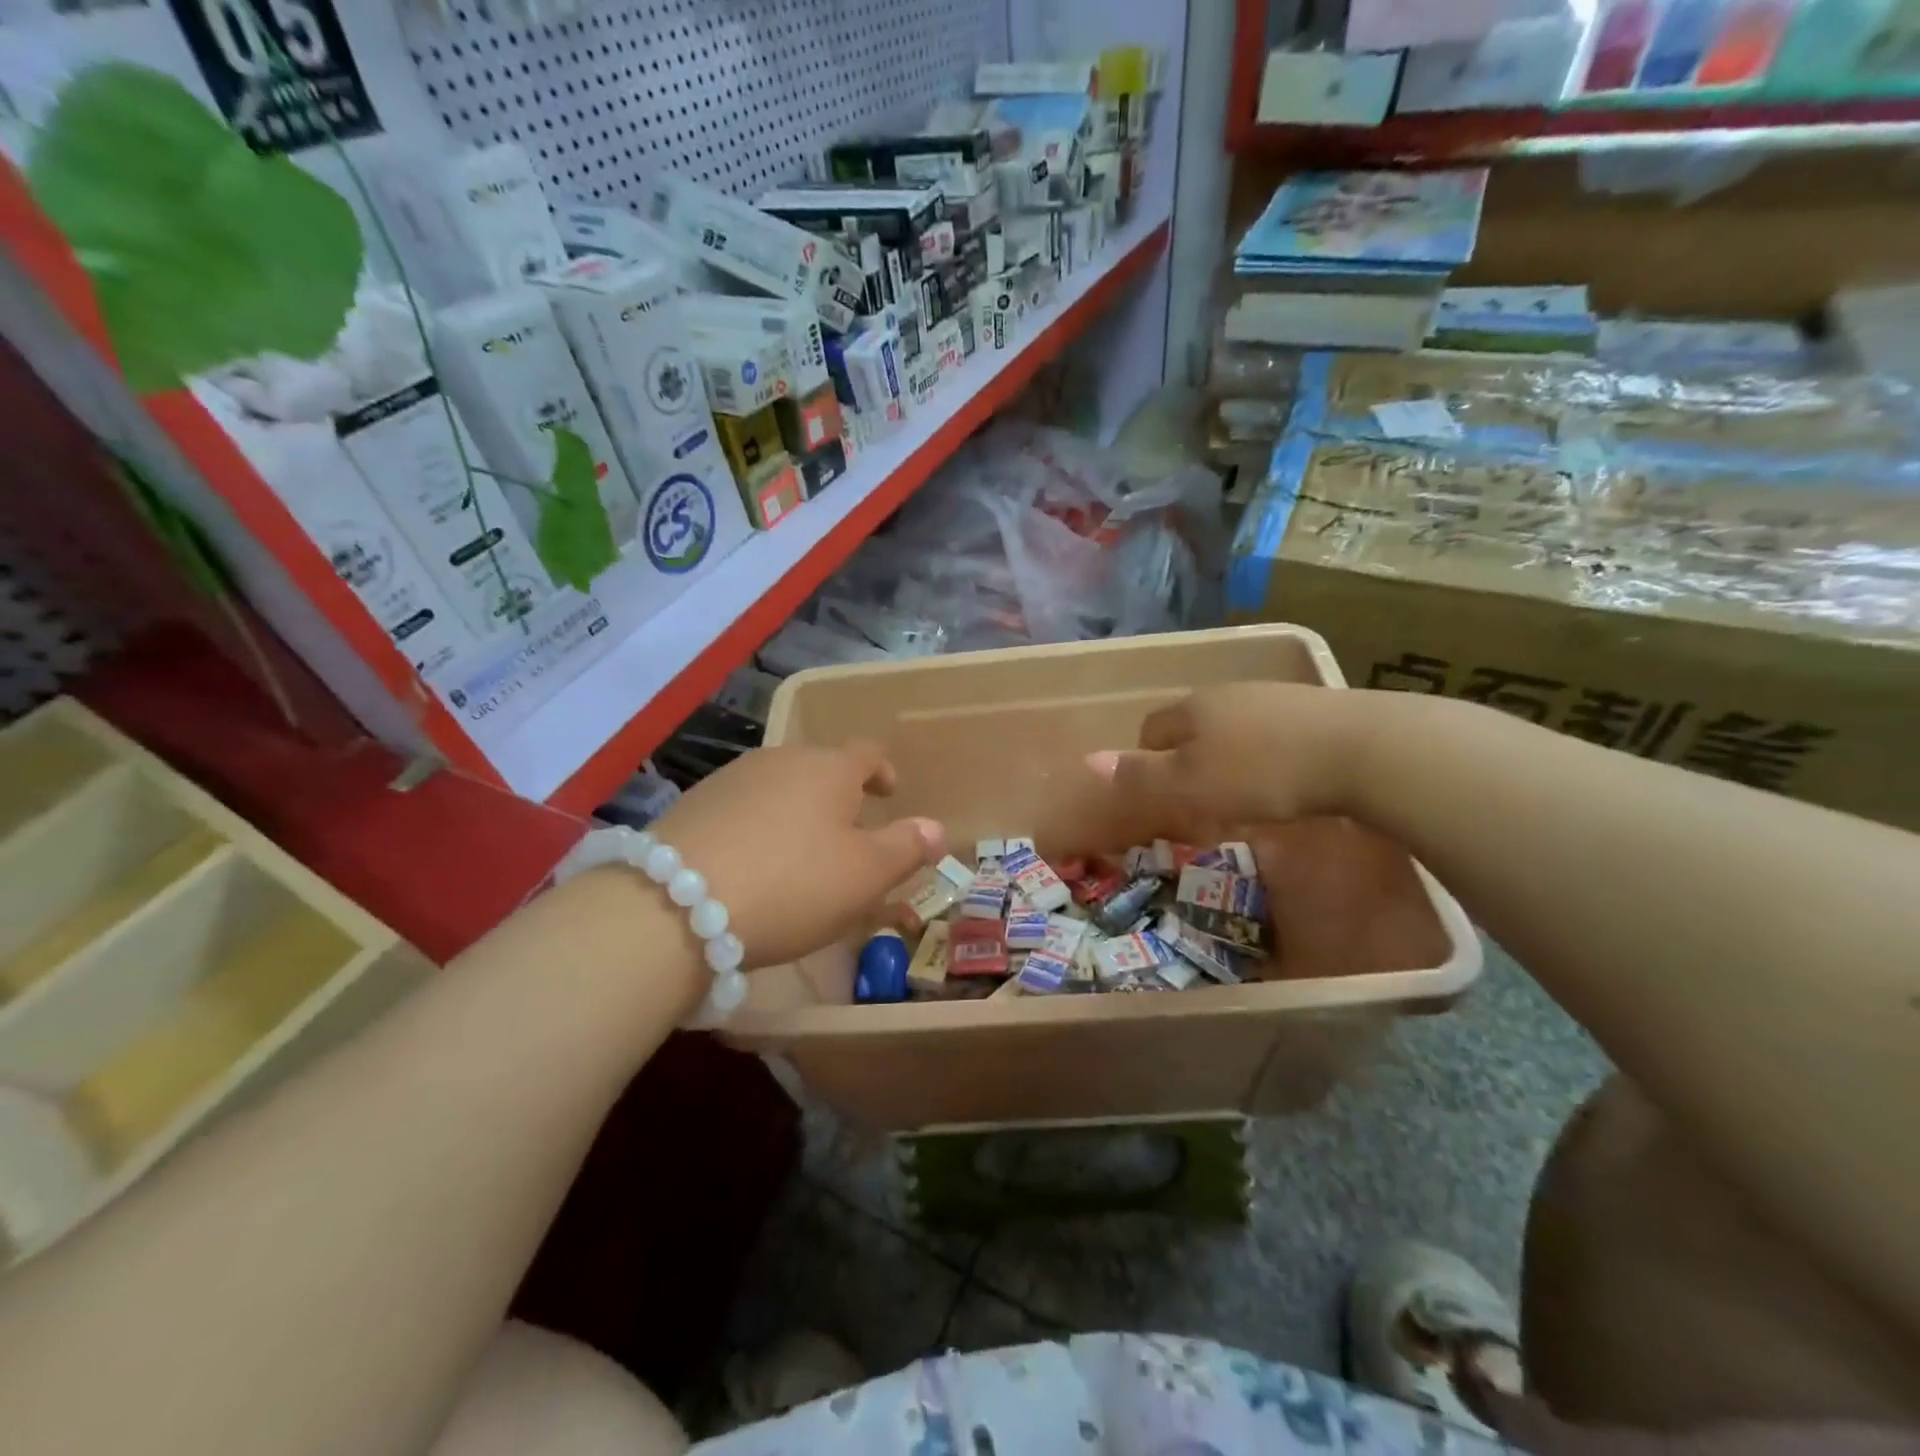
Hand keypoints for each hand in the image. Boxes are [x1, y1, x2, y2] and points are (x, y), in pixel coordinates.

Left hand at [648, 743, 943, 968]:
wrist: (674, 904)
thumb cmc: (792, 884)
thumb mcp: (864, 875)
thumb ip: (905, 847)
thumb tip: (937, 828)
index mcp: (830, 768)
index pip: (868, 753)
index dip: (883, 770)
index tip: (890, 792)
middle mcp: (782, 759)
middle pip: (820, 767)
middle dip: (839, 794)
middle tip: (848, 833)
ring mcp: (732, 778)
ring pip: (779, 786)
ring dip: (797, 810)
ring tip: (799, 851)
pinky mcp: (694, 804)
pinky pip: (743, 807)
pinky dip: (758, 826)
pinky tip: (752, 862)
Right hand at [1086, 683, 1360, 845]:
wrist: (1362, 748)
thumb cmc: (1263, 771)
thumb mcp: (1192, 784)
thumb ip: (1141, 775)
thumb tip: (1087, 760)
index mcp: (1193, 709)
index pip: (1151, 728)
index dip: (1146, 759)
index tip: (1159, 793)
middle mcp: (1228, 694)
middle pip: (1192, 724)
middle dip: (1187, 757)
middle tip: (1198, 797)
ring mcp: (1273, 696)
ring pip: (1232, 726)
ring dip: (1227, 755)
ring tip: (1242, 792)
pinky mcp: (1314, 708)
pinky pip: (1272, 731)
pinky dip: (1266, 753)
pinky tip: (1285, 778)